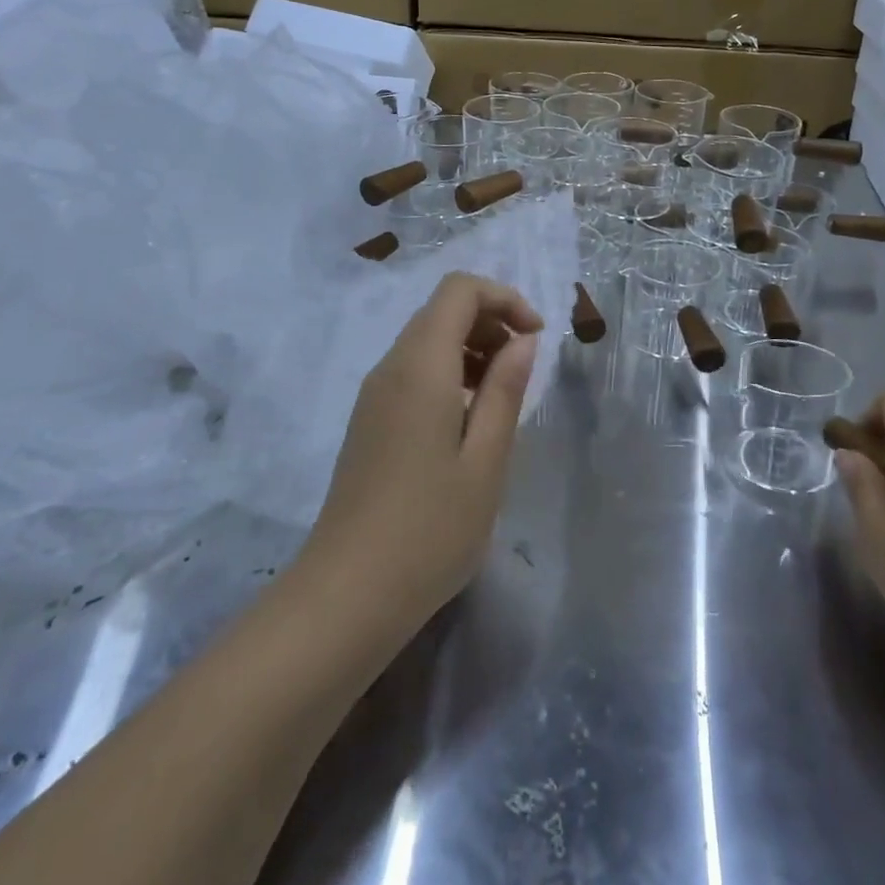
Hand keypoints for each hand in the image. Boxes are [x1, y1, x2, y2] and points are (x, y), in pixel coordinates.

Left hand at [303, 273, 543, 632]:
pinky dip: (449, 374)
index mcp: (420, 366)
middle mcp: (390, 367)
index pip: (459, 290)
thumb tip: (522, 340)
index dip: (504, 298)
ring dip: (471, 350)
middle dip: (491, 323)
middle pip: (441, 310)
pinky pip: (413, 372)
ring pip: (427, 340)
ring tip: (501, 399)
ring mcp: (374, 395)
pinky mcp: (369, 421)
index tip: (535, 339)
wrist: (348, 594)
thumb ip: (505, 390)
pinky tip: (468, 423)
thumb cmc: (431, 529)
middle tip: (523, 372)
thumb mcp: (486, 460)